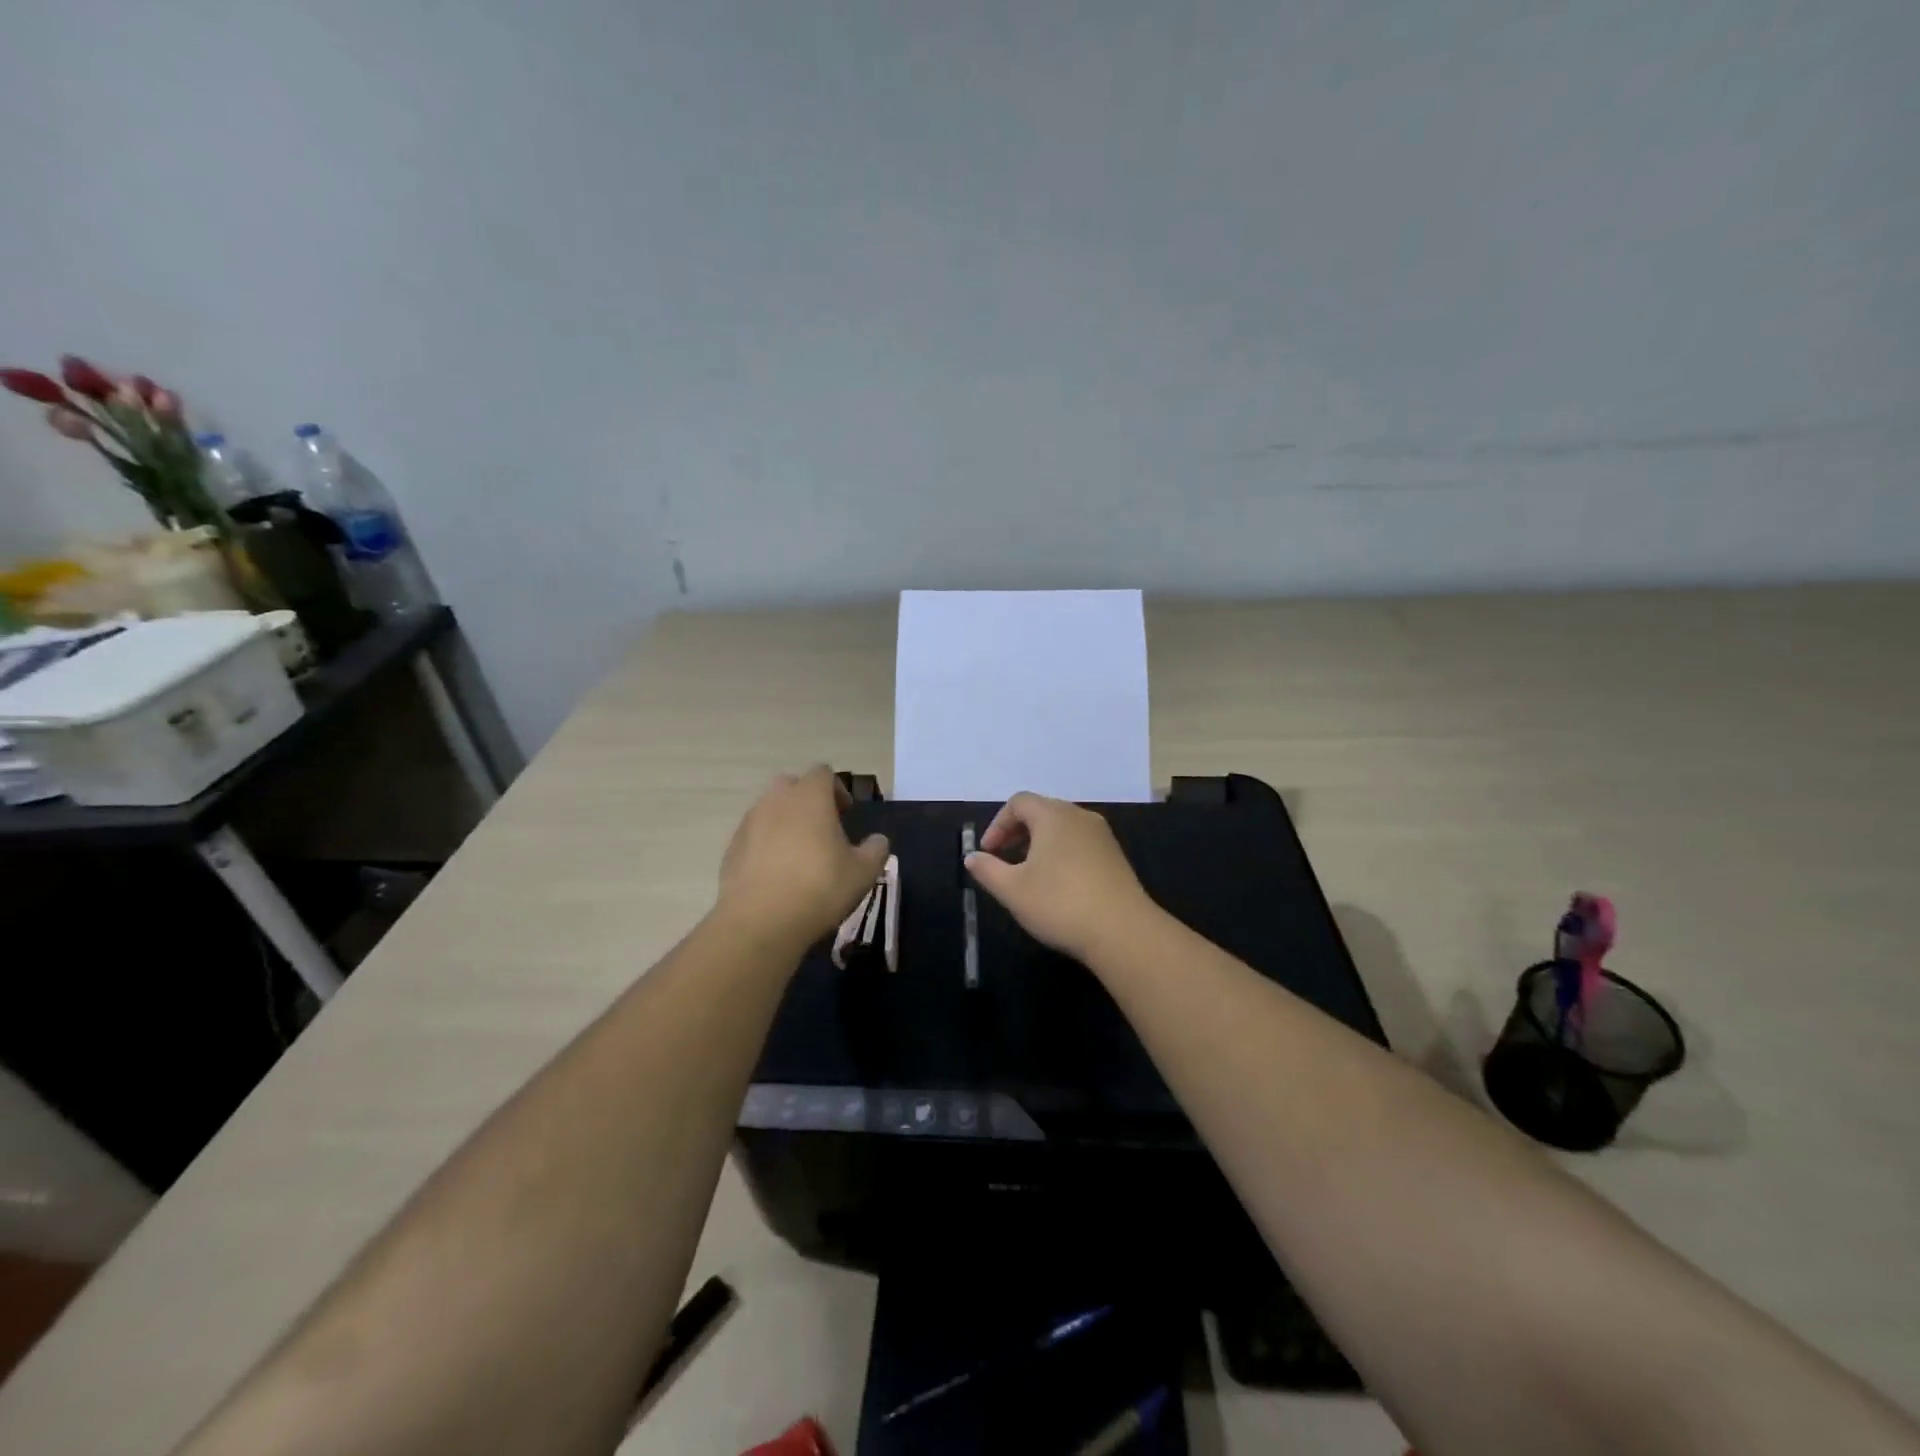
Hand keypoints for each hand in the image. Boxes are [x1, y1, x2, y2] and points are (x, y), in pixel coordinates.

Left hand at [717, 766, 890, 948]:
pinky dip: (765, 844)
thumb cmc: (819, 888)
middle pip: (791, 784)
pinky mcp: (731, 848)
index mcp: (809, 797)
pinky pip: (753, 835)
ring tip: (799, 854)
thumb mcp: (863, 872)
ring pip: (769, 809)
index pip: (823, 772)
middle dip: (807, 799)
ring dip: (784, 822)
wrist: (760, 921)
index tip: (846, 814)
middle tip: (822, 828)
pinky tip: (776, 874)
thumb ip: (875, 850)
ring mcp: (749, 823)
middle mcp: (776, 801)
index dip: (837, 789)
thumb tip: (878, 840)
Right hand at [964, 792, 1156, 963]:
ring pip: (1062, 828)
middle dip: (1017, 832)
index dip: (997, 824)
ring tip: (1028, 874)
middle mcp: (1080, 816)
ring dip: (1039, 844)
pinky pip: (1080, 844)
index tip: (988, 853)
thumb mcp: (1012, 889)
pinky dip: (1061, 854)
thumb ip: (987, 869)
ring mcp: (1102, 836)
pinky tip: (1058, 885)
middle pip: (1042, 811)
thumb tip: (972, 857)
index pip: (1019, 802)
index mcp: (1053, 815)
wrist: (1123, 932)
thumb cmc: (1060, 903)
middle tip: (1003, 860)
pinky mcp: (1115, 857)